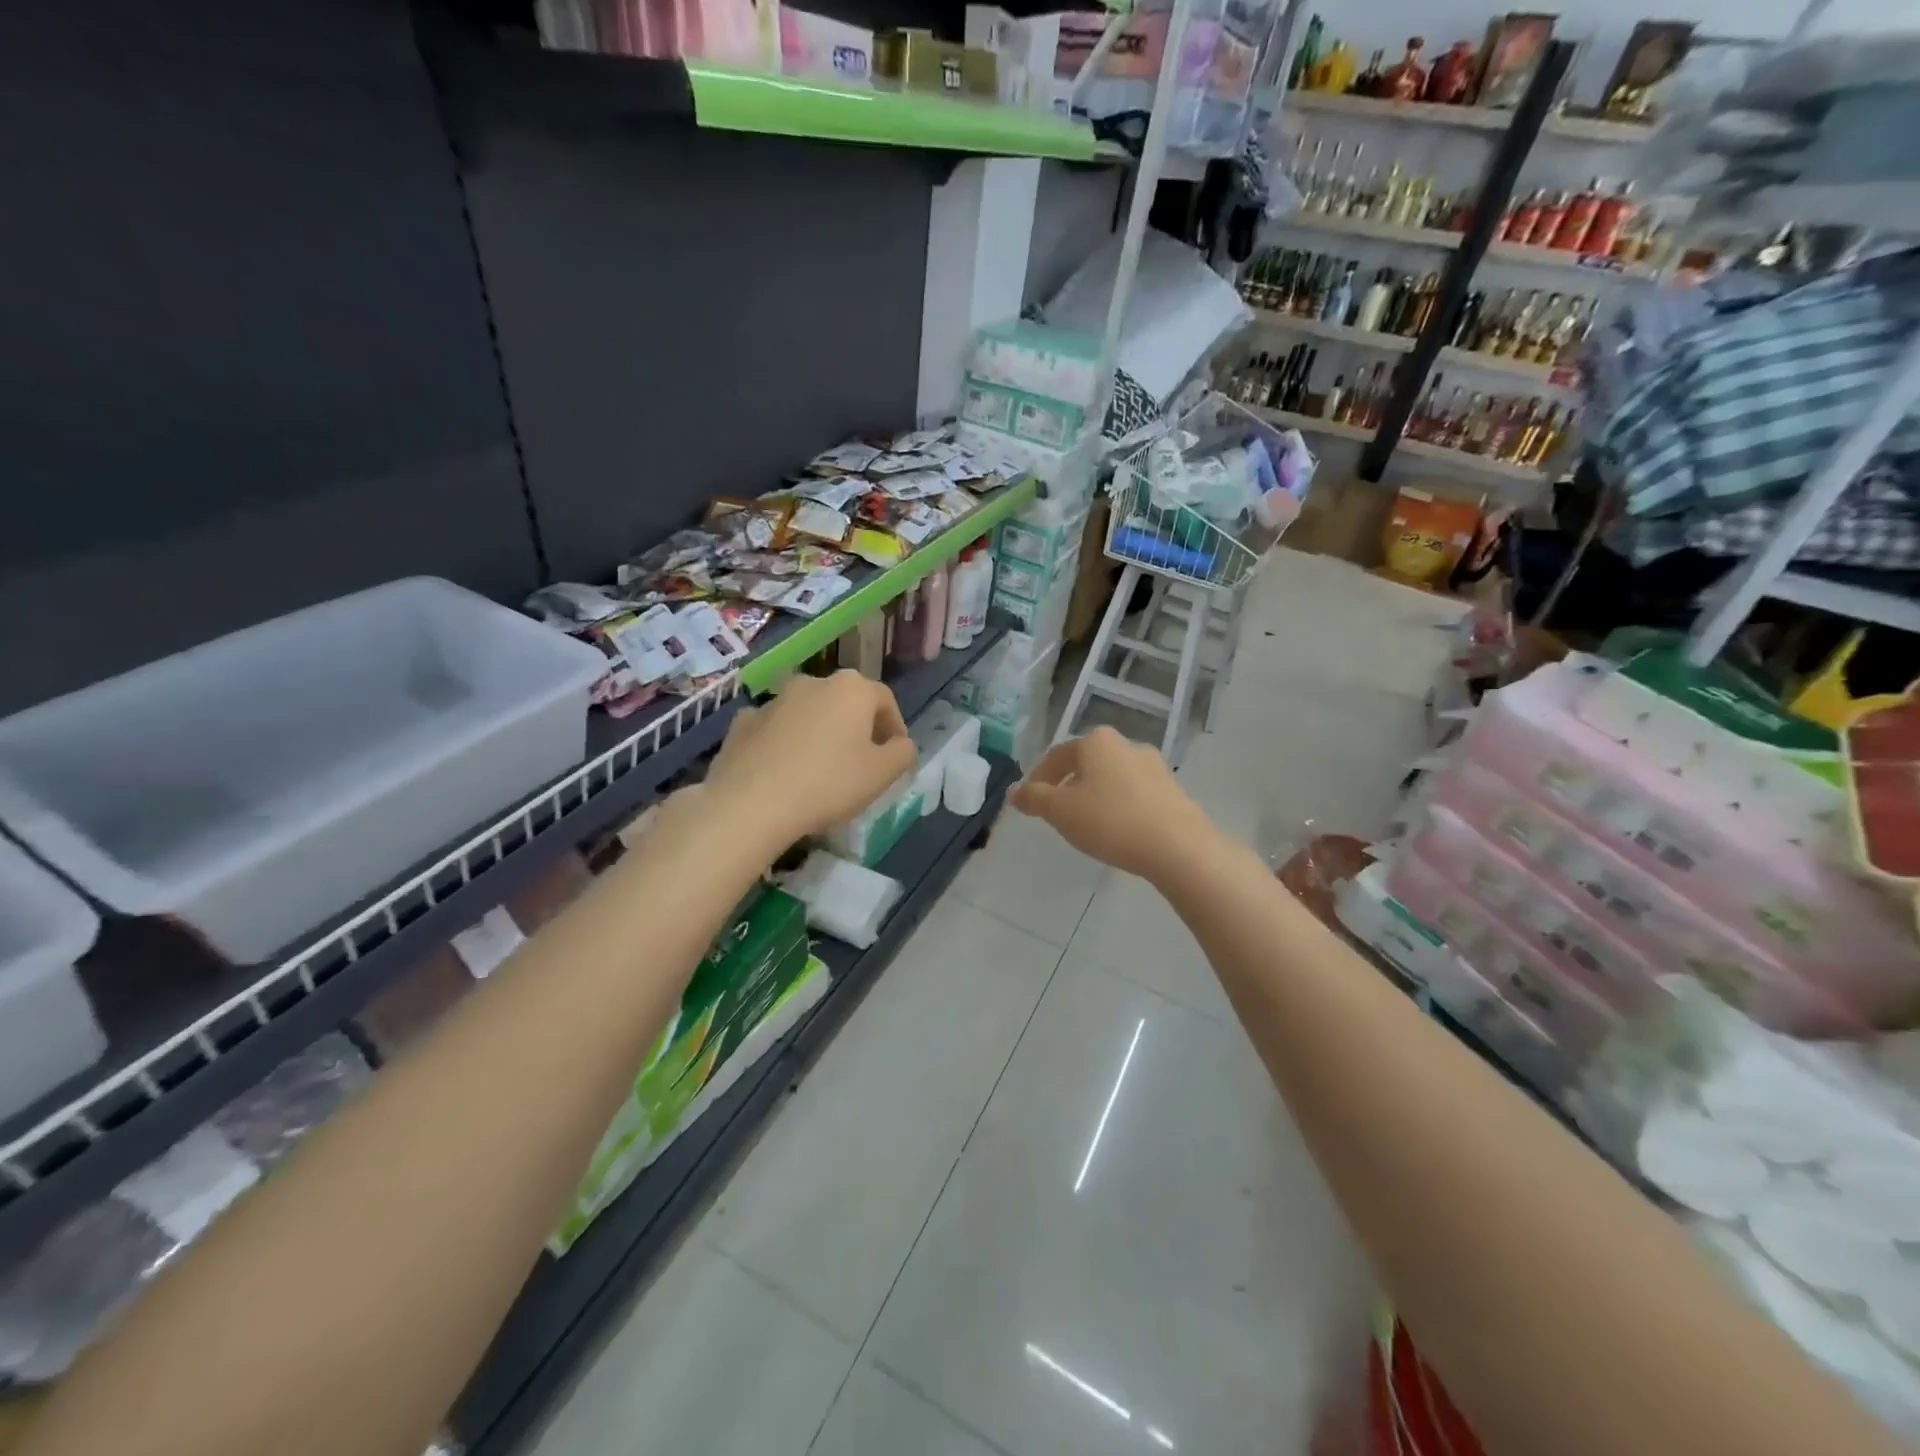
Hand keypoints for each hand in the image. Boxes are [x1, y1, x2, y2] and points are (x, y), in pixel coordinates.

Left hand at [706, 671, 916, 847]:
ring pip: (808, 713)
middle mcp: (812, 682)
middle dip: (856, 728)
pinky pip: (774, 729)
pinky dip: (784, 742)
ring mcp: (773, 700)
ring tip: (820, 769)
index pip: (885, 700)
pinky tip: (783, 771)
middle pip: (845, 703)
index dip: (895, 727)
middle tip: (861, 762)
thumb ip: (902, 753)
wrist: (751, 803)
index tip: (895, 755)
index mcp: (851, 689)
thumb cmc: (828, 784)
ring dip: (819, 733)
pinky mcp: (742, 722)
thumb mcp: (882, 774)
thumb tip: (900, 744)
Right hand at [1011, 727, 1217, 882]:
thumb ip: (1034, 798)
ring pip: (1112, 778)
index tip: (1030, 802)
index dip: (1039, 778)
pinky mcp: (1172, 791)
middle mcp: (1126, 745)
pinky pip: (1134, 794)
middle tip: (1056, 812)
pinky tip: (1117, 830)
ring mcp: (1154, 767)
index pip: (1057, 755)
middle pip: (1086, 763)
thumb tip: (1014, 790)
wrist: (1178, 846)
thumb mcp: (1060, 811)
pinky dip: (1119, 806)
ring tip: (1086, 824)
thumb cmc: (1110, 821)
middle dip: (1068, 785)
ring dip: (1095, 795)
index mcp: (1096, 742)